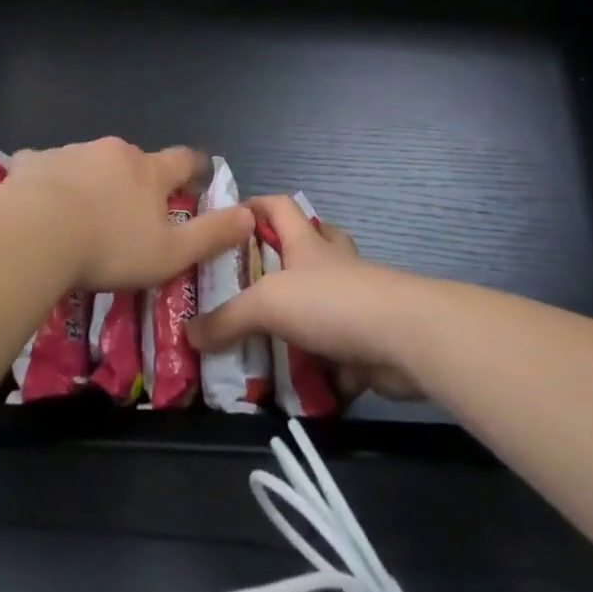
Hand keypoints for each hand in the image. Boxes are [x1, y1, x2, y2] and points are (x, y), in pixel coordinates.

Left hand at [2, 138, 253, 291]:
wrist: (34, 234)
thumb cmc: (109, 247)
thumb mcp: (170, 253)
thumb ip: (211, 235)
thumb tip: (250, 215)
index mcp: (149, 172)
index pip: (183, 159)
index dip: (194, 168)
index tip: (198, 176)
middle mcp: (115, 152)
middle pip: (135, 160)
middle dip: (138, 180)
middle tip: (132, 211)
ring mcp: (73, 152)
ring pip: (92, 163)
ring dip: (94, 181)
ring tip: (82, 214)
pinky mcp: (35, 163)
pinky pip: (47, 167)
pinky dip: (50, 180)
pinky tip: (39, 203)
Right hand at [187, 194, 425, 401]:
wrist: (403, 339)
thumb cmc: (332, 302)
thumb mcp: (268, 304)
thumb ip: (227, 319)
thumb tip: (189, 333)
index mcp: (307, 244)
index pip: (279, 207)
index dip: (255, 205)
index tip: (228, 218)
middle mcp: (333, 265)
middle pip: (311, 245)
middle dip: (284, 258)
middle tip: (249, 283)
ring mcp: (355, 302)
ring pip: (325, 301)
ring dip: (302, 317)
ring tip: (266, 338)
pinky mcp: (368, 341)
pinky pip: (339, 351)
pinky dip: (322, 367)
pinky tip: (298, 386)